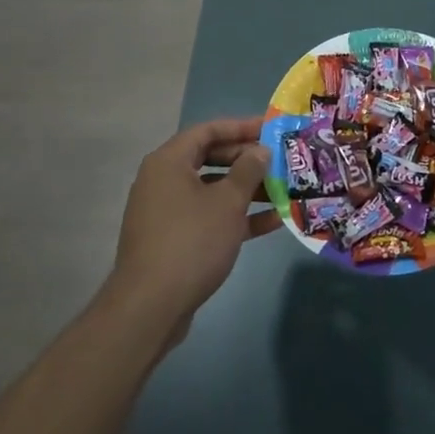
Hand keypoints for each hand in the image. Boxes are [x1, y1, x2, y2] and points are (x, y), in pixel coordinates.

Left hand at [110, 117, 279, 341]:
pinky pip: (208, 217)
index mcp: (169, 162)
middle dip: (247, 160)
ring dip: (247, 190)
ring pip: (212, 190)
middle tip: (280, 162)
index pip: (208, 130)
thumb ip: (248, 170)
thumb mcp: (227, 202)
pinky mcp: (173, 239)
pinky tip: (271, 222)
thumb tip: (260, 151)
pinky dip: (235, 217)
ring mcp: (167, 212)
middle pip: (210, 159)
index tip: (271, 129)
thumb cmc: (191, 241)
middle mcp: (163, 180)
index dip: (241, 127)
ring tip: (284, 191)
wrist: (150, 307)